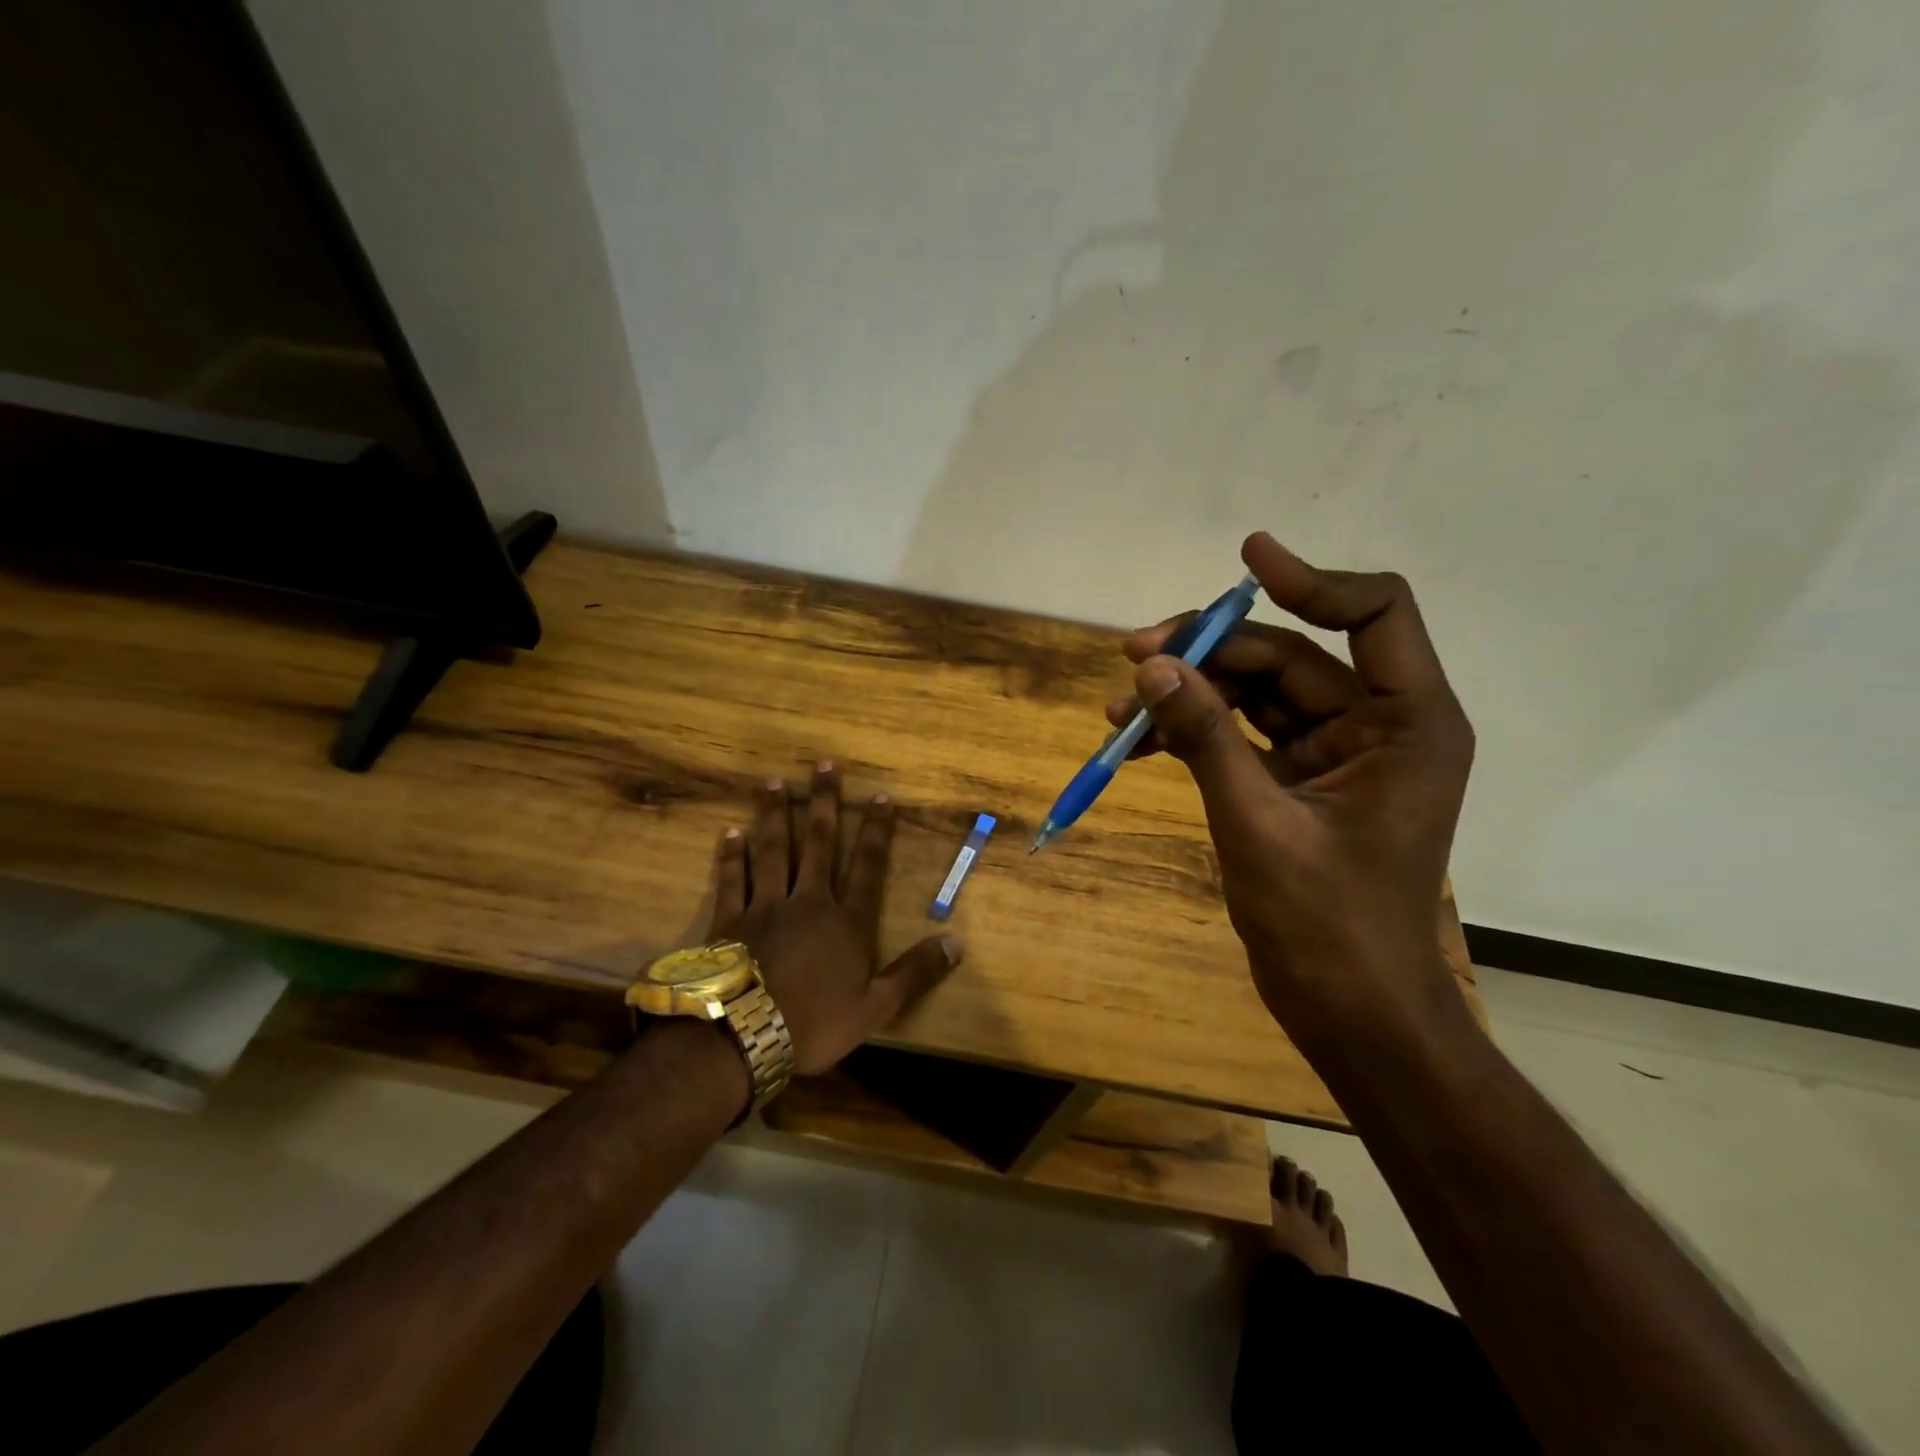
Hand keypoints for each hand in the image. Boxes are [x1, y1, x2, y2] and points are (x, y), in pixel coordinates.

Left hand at [709, 763, 961, 1074]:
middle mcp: (809, 902)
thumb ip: (915, 972)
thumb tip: (957, 942)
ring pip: (774, 850)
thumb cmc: (813, 1024)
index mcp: (846, 922)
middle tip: (824, 765)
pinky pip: (733, 879)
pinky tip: (730, 832)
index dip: (877, 830)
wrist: (741, 1037)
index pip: (869, 866)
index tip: (882, 795)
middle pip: (819, 843)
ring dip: (776, 815)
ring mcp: (766, 906)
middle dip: (825, 803)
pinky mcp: (730, 919)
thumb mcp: (876, 1007)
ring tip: (775, 781)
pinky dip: (732, 855)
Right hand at [1107, 532, 1473, 1046]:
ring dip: (1189, 692)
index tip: (1246, 558)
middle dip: (1208, 652)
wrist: (1350, 1012)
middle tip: (1130, 655)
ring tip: (1118, 710)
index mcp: (1406, 725)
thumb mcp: (1257, 823)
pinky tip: (1140, 741)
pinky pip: (1242, 733)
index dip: (1313, 579)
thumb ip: (1205, 739)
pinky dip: (1195, 731)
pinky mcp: (1297, 780)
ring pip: (1256, 692)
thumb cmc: (1327, 927)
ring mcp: (1334, 754)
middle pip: (1289, 654)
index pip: (1374, 615)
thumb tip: (1150, 667)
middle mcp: (1376, 726)